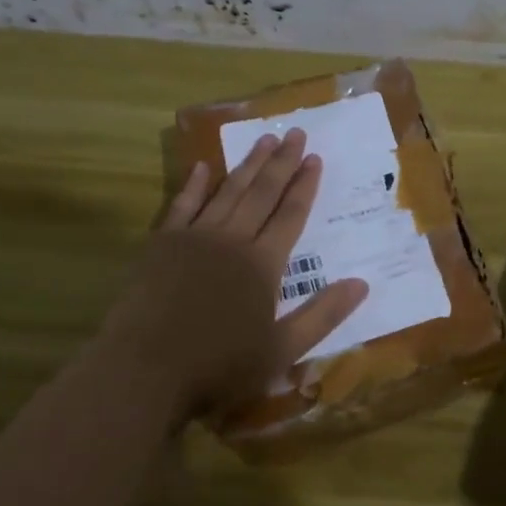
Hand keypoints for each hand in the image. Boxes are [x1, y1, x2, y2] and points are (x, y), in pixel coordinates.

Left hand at [109, 129, 367, 419]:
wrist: (143, 372)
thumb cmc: (217, 367)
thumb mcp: (282, 351)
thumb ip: (322, 315)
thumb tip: (362, 284)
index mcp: (263, 264)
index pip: (290, 215)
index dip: (305, 186)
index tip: (316, 158)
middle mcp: (232, 240)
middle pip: (262, 193)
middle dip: (282, 162)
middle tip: (296, 133)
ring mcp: (194, 238)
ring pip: (228, 191)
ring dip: (248, 164)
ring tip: (264, 139)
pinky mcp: (161, 245)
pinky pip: (182, 205)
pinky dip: (194, 185)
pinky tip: (202, 167)